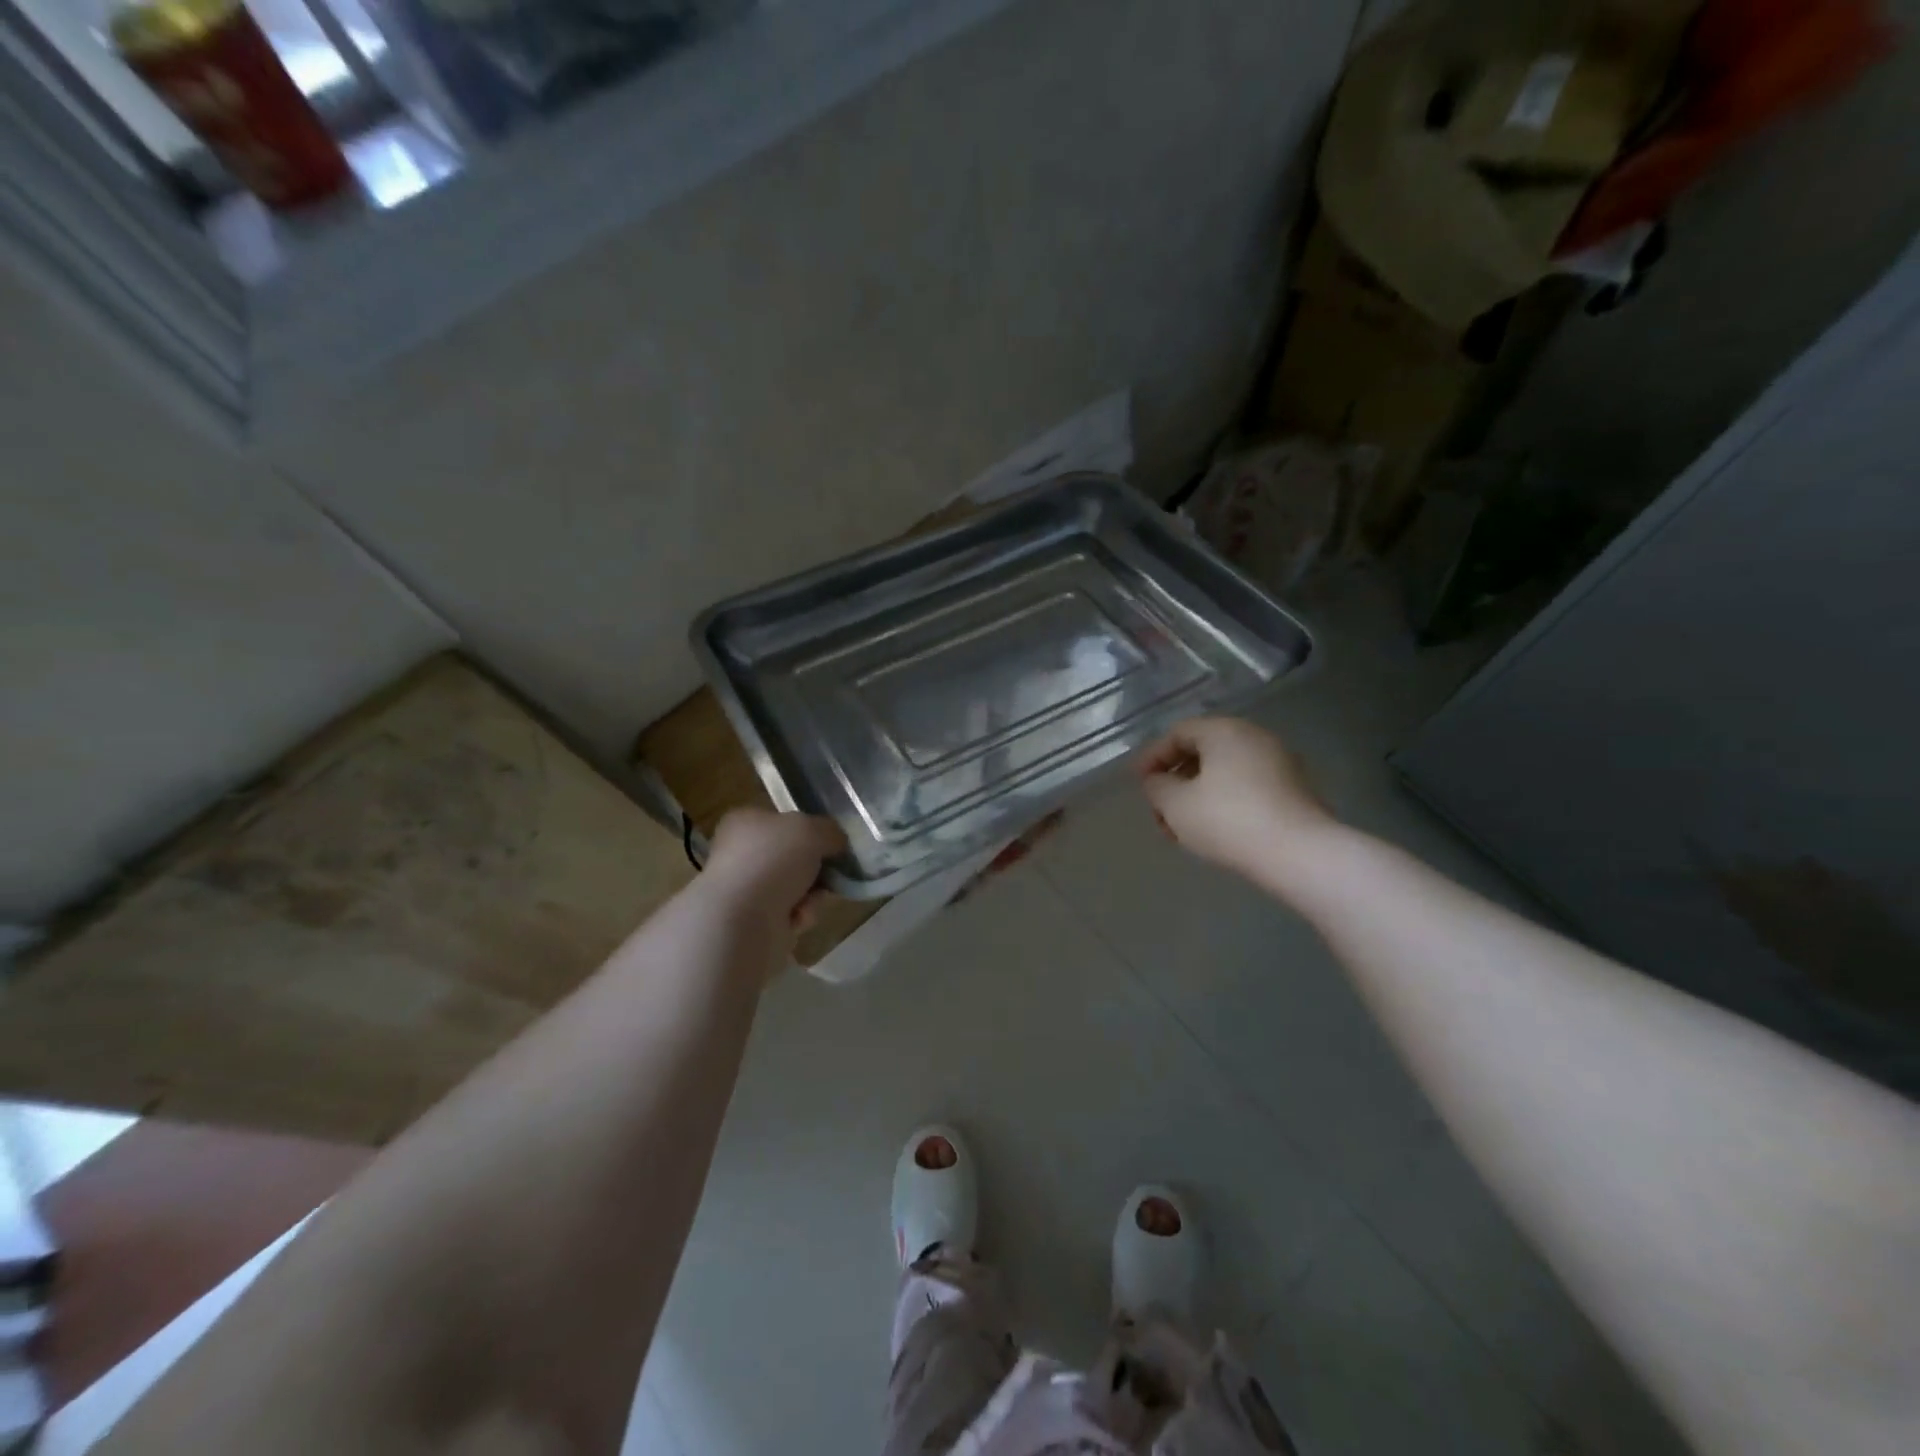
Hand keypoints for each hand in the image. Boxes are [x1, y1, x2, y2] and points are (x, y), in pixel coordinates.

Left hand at [704, 807, 845, 940]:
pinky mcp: (752, 920)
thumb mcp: (813, 830)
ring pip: (797, 886)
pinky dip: (801, 915)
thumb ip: (830, 831)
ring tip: (811, 900)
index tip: (831, 842)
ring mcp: (745, 888)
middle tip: (830, 873)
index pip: (784, 820)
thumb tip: (836, 843)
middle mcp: (741, 852)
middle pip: (794, 856)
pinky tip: (797, 918)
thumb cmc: (773, 860)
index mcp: (746, 821)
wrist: (742, 919)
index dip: (810, 830)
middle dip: (816, 868)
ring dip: (812, 894)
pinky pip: (791, 913)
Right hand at [1137, 717, 1339, 882]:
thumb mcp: (1176, 804)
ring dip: (1196, 796)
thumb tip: (1158, 781)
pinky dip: (1222, 803)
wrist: (1299, 854)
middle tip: (1158, 811)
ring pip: (1224, 773)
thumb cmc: (1228, 820)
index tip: (1138, 784)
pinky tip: (1212, 832)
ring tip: (1181, 829)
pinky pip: (1246, 788)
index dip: (1152, 757)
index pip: (1178, 733)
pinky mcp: (1293, 791)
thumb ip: (1157, 786)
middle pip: (1202, 752)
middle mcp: (1254, 738)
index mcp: (1224, 731)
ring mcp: (1278, 763)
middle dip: (1174, 780)